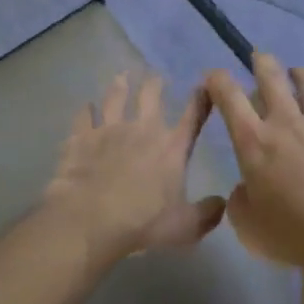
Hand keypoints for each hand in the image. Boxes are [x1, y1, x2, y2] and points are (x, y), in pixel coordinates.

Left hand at [43, 72, 225, 263]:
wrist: (90, 219)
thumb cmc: (143, 223)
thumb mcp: (185, 226)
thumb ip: (207, 214)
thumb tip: (222, 203)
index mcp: (171, 148)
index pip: (192, 117)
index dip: (201, 100)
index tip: (206, 85)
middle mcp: (142, 130)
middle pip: (150, 97)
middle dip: (155, 84)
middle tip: (155, 77)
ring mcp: (108, 130)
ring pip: (115, 98)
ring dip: (119, 86)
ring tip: (121, 77)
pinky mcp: (80, 138)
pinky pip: (83, 118)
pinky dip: (85, 111)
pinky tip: (85, 106)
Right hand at [204, 54, 303, 278]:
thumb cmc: (293, 233)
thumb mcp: (248, 226)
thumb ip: (239, 201)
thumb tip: (246, 188)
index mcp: (253, 141)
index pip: (228, 96)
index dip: (217, 81)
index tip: (213, 78)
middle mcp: (285, 122)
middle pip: (270, 75)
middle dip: (260, 62)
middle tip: (258, 59)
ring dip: (298, 74)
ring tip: (295, 74)